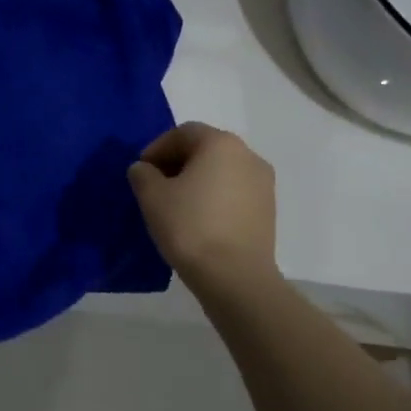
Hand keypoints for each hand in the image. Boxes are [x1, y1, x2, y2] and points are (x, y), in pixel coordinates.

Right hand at [128, 123, 277, 289]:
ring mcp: (263, 183)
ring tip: (177, 206)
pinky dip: (215, 198)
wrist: (235, 278)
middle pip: (205, 149)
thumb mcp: (152, 196)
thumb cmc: (190, 227)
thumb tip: (145, 170)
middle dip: (177, 163)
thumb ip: (142, 174)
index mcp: (221, 143)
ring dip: (198, 181)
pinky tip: (199, 221)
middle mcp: (248, 155)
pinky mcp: (269, 210)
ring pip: (222, 171)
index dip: (157, 148)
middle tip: (156, 187)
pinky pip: (235, 192)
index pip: (183, 133)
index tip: (142, 172)